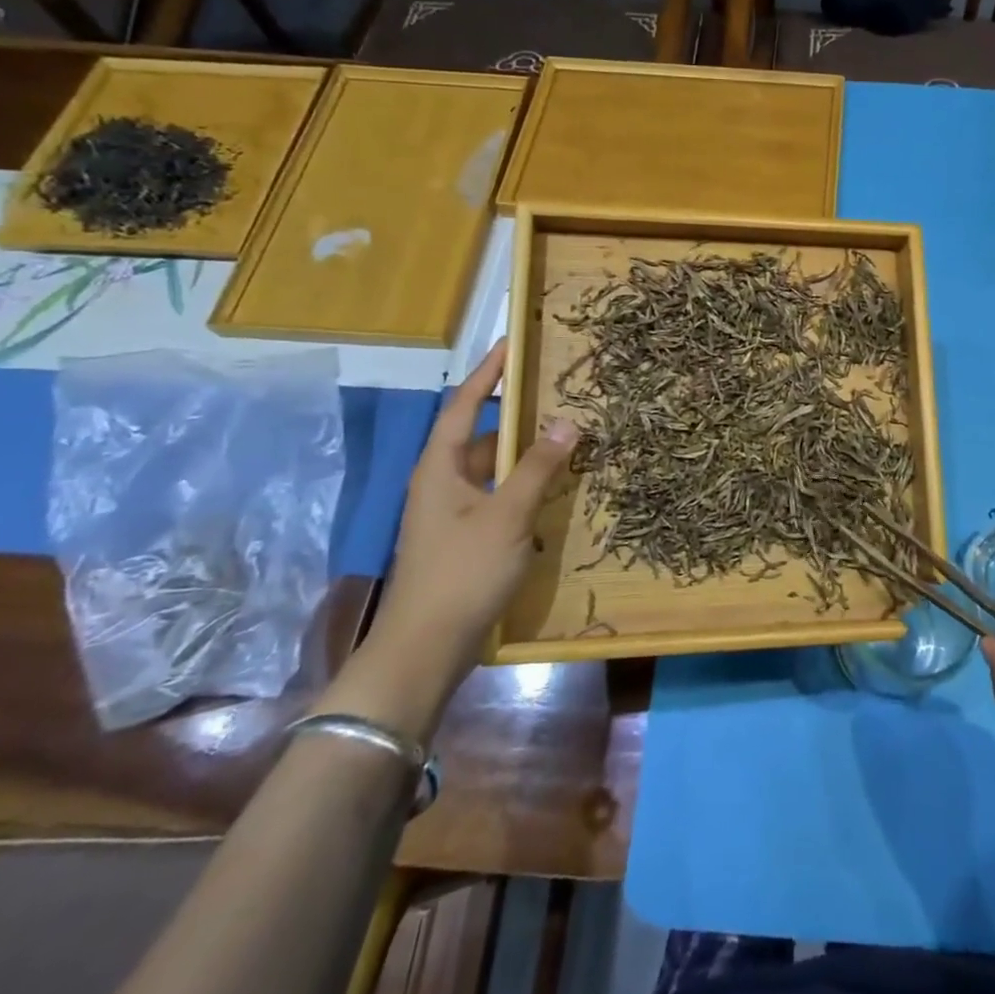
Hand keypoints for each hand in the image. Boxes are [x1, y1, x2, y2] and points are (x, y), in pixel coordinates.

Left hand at [332, 340, 577, 736]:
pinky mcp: (462, 539)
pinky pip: (496, 498)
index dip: (487, 373)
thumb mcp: (508, 514)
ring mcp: (450, 514)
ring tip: (565, 441)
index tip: (511, 344)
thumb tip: (569, 422)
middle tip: (558, 398)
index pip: (463, 405)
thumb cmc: (462, 572)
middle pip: (480, 437)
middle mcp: (440, 483)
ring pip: (491, 470)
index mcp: (439, 467)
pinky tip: (552, 493)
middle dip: (517, 418)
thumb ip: (538, 467)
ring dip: (524, 457)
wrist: (425, 649)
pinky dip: (522, 488)